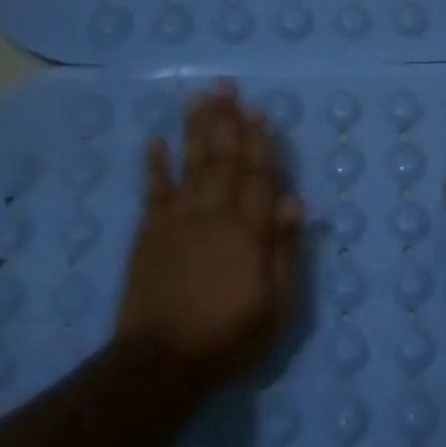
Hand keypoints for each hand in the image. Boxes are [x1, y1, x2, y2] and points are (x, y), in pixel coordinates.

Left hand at [116, 81, 303, 387]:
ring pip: (191, 164)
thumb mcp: (276, 304)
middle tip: (227, 86)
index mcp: (249, 231)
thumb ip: (284, 250)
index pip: (260, 177)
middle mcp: (214, 215)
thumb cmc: (230, 336)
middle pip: (224, 159)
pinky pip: (153, 191)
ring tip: (199, 97)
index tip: (260, 111)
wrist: (161, 360)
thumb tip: (296, 202)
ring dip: (196, 129)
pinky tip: (156, 141)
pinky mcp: (149, 233)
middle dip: (228, 121)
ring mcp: (177, 220)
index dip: (262, 143)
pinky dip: (154, 165)